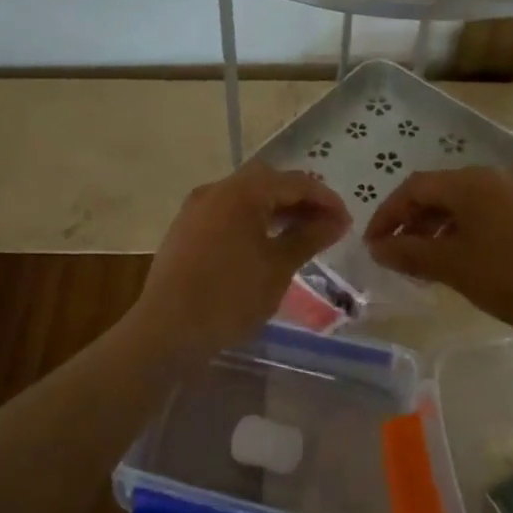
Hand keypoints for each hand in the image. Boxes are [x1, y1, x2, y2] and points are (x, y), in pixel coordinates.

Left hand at [132, 161, 351, 358]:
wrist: (166, 330)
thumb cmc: (229, 297)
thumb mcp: (278, 267)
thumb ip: (309, 237)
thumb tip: (337, 220)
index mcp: (240, 192)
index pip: (293, 182)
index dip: (324, 198)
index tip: (346, 222)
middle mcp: (215, 190)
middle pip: (267, 182)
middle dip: (299, 199)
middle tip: (325, 225)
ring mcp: (196, 209)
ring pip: (245, 197)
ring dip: (275, 210)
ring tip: (301, 236)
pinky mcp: (185, 229)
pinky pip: (227, 213)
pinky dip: (252, 220)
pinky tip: (265, 245)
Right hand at [363, 167, 512, 342]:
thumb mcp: (454, 267)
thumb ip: (409, 254)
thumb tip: (377, 248)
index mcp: (471, 182)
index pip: (414, 188)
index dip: (387, 215)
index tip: (372, 245)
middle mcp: (495, 175)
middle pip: (440, 191)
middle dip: (412, 220)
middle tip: (396, 253)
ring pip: (465, 201)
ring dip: (438, 225)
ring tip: (426, 259)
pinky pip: (489, 210)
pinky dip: (466, 228)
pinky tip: (464, 255)